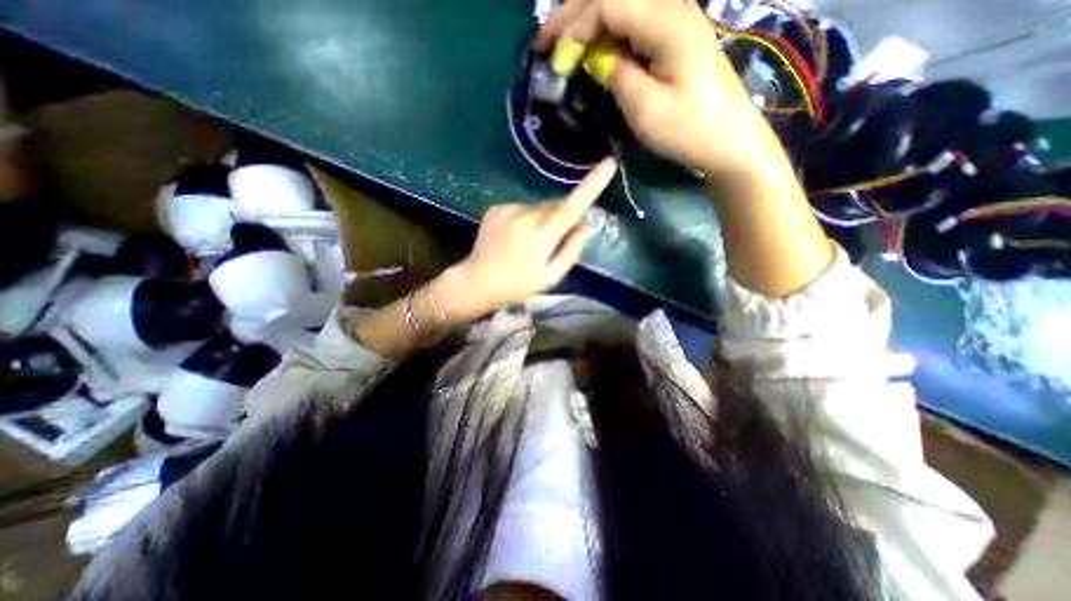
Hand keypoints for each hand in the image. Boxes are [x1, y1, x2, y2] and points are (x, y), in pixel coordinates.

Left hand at [435, 158, 620, 318]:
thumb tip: (587, 225)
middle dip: (562, 218)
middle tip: (553, 243)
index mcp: (543, 235)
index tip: (609, 163)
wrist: (477, 282)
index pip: (573, 206)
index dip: (593, 184)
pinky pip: (522, 208)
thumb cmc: (518, 285)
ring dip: (543, 219)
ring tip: (530, 244)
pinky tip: (515, 237)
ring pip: (539, 207)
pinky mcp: (496, 208)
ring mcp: (508, 209)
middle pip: (556, 206)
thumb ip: (572, 249)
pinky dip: (526, 219)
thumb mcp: (551, 276)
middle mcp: (526, 215)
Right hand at [541, 0, 773, 176]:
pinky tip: (595, 49)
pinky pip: (634, 23)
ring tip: (564, 43)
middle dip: (574, 14)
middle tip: (546, 40)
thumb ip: (616, 74)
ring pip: (623, 6)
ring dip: (590, 21)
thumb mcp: (646, 108)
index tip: (547, 51)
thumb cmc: (688, 130)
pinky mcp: (677, 38)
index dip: (572, 24)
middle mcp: (672, 8)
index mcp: (666, 22)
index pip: (607, 4)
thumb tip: (595, 57)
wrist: (729, 141)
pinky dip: (608, 33)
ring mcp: (677, 21)